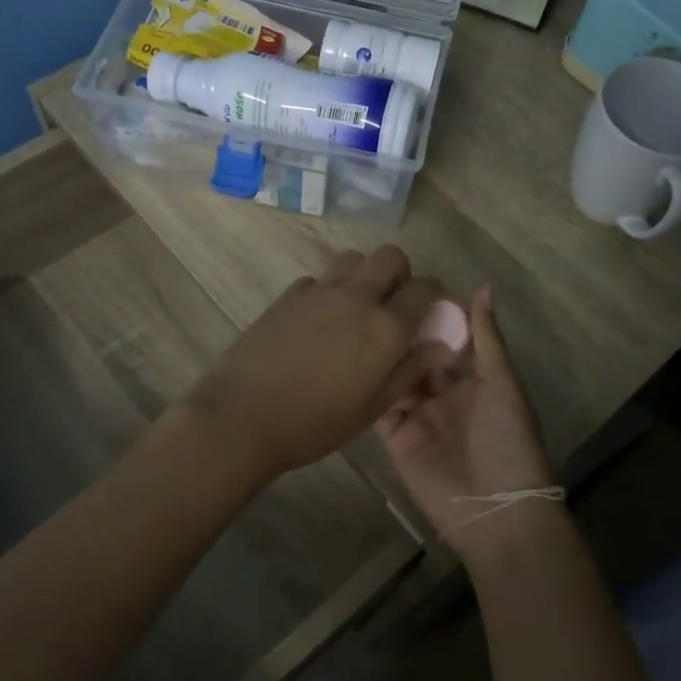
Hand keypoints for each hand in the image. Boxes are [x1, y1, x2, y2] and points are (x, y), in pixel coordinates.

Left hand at [184, 246, 445, 480]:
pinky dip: (328, 290)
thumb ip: (408, 371)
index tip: (432, 310)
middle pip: (390, 256)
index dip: (436, 294)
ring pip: (353, 259)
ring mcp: (319, 292)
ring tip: (357, 308)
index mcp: (385, 327)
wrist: (243, 416)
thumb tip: (438, 346)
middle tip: (393, 304)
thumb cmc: (314, 423)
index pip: (425, 288)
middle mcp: (357, 298)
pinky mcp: (287, 295)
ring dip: (364, 275)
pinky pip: (319, 279)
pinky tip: (319, 320)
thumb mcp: (372, 408)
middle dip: (400, 274)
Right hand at [376, 287, 556, 555]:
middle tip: (374, 301)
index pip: (447, 339)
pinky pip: (379, 409)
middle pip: (417, 357)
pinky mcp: (396, 439)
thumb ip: (487, 339)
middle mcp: (443, 394)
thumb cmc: (508, 441)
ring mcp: (417, 416)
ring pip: (395, 378)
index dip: (431, 316)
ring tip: (357, 323)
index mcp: (473, 379)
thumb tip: (482, 287)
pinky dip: (369, 390)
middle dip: (402, 334)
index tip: (407, 285)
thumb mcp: (502, 385)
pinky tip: (349, 363)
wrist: (495, 510)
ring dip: (382, 357)